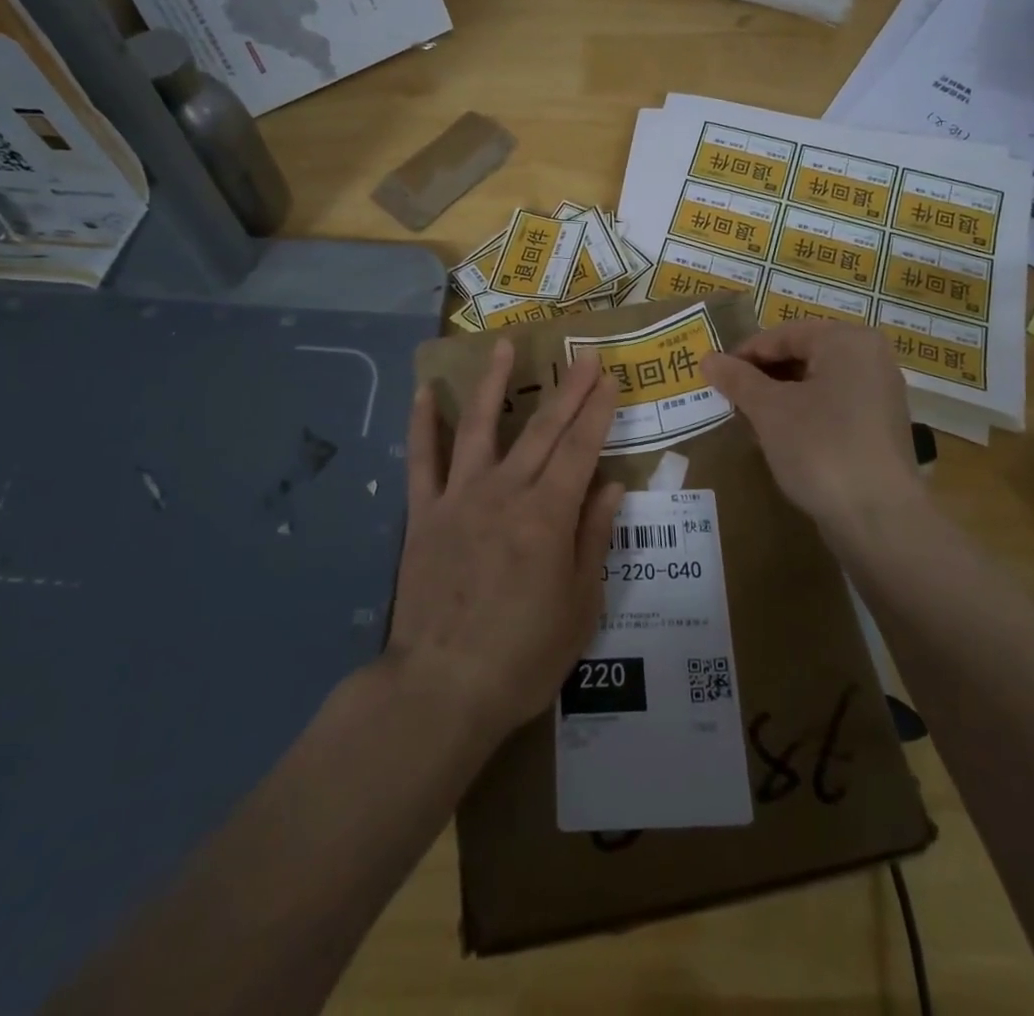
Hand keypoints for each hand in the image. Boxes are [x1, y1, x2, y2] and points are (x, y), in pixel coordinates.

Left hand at [389, 340, 624, 744]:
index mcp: (548, 516)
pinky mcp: (423, 514)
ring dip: (492, 383)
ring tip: (504, 346)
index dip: (597, 412)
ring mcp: (458, 498)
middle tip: (583, 355)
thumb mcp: (580, 607)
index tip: (609, 379)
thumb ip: (594, 539)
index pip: (580, 450)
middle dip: (567, 390)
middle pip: (541, 430)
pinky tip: (423, 392)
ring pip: (477, 427)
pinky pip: (421, 461)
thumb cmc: (522, 657)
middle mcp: (504, 493)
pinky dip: (422, 425)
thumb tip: (612, 486)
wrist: (441, 688)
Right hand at [704, 321, 926, 550]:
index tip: (714, 375)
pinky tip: (780, 438)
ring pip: (816, 382)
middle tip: (729, 397)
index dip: (744, 353)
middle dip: (763, 375)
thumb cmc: (819, 448)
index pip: (783, 334)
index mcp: (847, 341)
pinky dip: (803, 414)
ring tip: (749, 418)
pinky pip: (833, 406)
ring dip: (780, 396)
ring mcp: (880, 394)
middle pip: (802, 355)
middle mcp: (871, 358)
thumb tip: (708, 358)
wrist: (878, 518)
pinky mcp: (880, 428)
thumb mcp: (769, 410)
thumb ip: (738, 379)